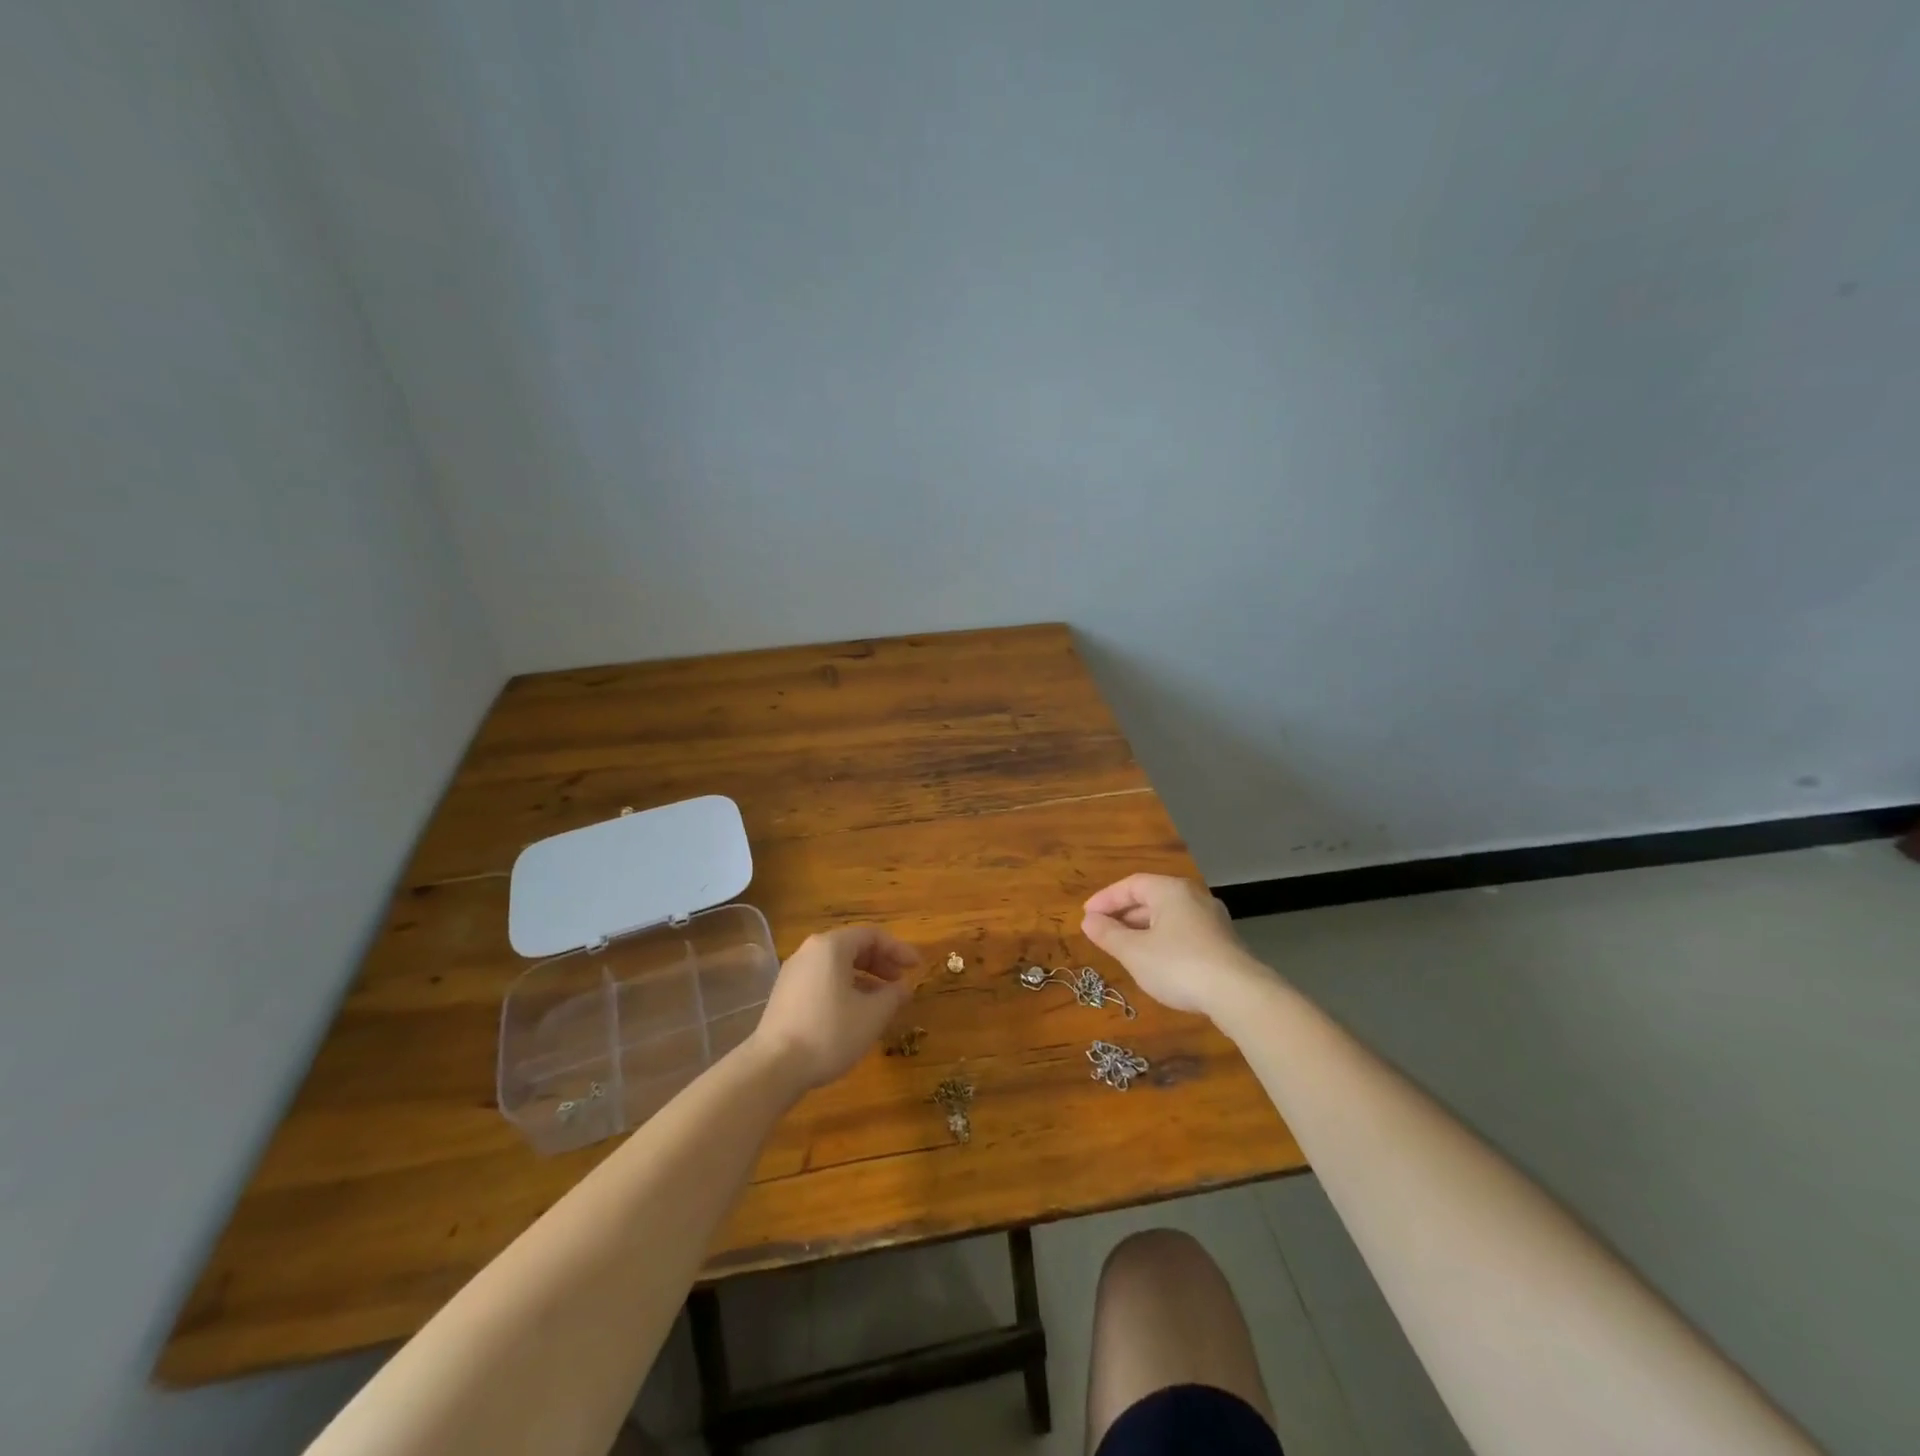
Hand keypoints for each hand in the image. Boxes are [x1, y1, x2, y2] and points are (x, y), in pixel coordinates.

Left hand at [748, 926, 920, 1091]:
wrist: (773, 1067)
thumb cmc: (829, 1033)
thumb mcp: (872, 1015)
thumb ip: (893, 995)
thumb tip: (904, 987)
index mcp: (831, 946)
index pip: (872, 936)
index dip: (898, 949)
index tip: (917, 967)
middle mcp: (810, 951)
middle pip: (852, 947)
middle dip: (881, 962)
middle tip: (901, 982)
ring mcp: (794, 972)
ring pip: (837, 965)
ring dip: (864, 977)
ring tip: (882, 1000)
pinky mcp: (785, 994)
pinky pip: (823, 980)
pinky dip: (844, 988)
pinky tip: (854, 1012)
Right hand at [1082, 874, 1270, 1019]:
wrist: (1239, 994)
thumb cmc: (1178, 965)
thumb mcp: (1134, 952)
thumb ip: (1108, 934)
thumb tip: (1088, 921)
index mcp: (1170, 890)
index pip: (1131, 884)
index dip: (1105, 899)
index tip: (1086, 916)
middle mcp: (1193, 896)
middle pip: (1151, 898)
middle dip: (1123, 914)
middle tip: (1101, 932)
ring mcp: (1212, 919)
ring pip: (1168, 917)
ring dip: (1142, 929)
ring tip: (1123, 948)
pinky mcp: (1223, 942)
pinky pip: (1183, 932)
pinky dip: (1162, 940)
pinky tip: (1155, 961)